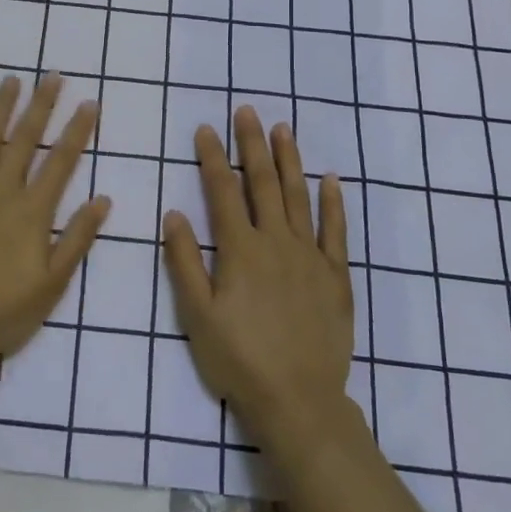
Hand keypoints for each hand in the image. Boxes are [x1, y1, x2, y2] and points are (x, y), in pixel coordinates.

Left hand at [0, 74, 107, 389]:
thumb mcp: (54, 283)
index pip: (61, 160)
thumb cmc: (5, 311)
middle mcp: (0, 191)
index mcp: (32, 210)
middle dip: (41, 105)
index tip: (88, 103)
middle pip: (24, 139)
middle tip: (52, 76)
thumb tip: (102, 199)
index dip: (77, 130)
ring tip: (11, 80)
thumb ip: (77, 237)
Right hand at [163, 106, 355, 448]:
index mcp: (240, 250)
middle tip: (247, 110)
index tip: (206, 128)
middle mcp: (276, 242)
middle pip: (263, 183)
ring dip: (290, 160)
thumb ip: (185, 262)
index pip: (223, 191)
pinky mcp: (336, 276)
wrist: (299, 401)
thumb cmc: (239, 359)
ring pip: (298, 196)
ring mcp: (311, 256)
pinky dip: (334, 202)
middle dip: (252, 144)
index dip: (213, 157)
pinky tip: (331, 178)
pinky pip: (336, 231)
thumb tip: (174, 213)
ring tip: (283, 128)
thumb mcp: (198, 315)